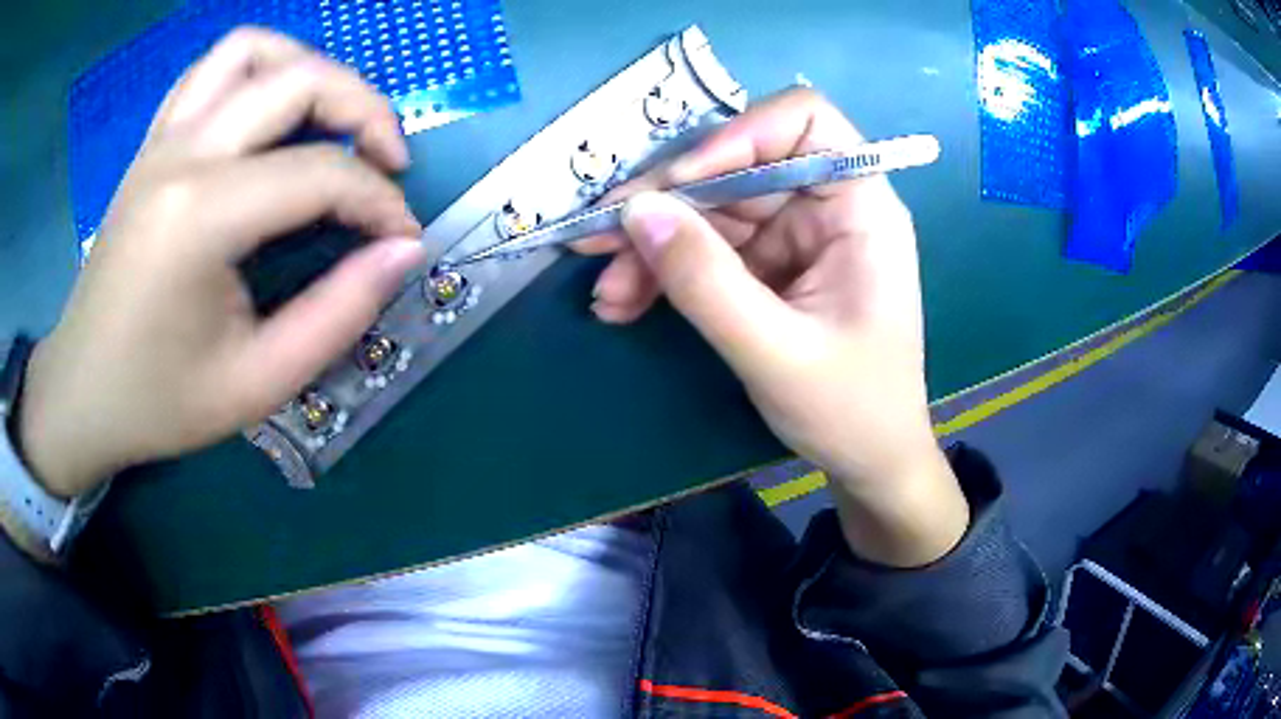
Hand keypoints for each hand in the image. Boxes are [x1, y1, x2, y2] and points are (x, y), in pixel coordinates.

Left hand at [18, 28, 425, 496]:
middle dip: (366, 110)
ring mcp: (162, 140)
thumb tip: (403, 251)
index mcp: (201, 216)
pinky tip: (267, 114)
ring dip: (308, 69)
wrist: (81, 395)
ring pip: (253, 49)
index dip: (380, 202)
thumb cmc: (159, 402)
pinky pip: (210, 70)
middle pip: (300, 79)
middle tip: (388, 162)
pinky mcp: (151, 144)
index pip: (321, 172)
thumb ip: (338, 315)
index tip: (401, 242)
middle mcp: (182, 154)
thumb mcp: (256, 384)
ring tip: (329, 122)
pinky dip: (255, 70)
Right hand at [576, 89, 967, 565]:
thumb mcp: (776, 351)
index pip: (805, 122)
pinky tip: (624, 303)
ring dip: (651, 246)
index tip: (680, 183)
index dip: (738, 134)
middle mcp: (827, 208)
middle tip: (596, 236)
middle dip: (666, 202)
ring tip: (605, 292)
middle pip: (737, 167)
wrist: (869, 464)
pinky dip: (664, 273)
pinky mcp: (769, 267)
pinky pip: (707, 250)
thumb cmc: (851, 410)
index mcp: (861, 209)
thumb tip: (636, 211)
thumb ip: (705, 281)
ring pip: (710, 212)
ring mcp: (795, 237)